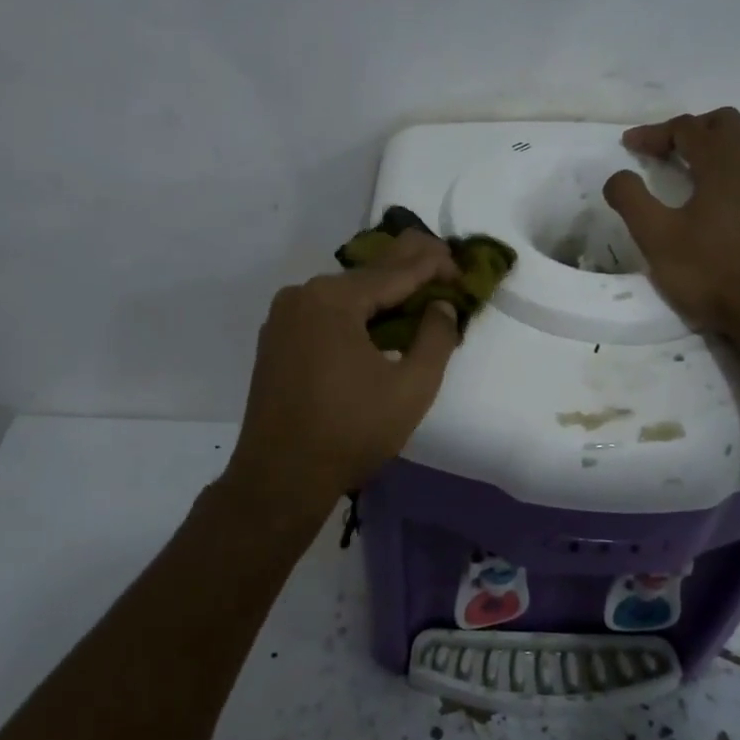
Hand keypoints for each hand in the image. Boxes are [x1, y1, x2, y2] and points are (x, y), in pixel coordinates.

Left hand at [220, 231, 461, 529]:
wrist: (280, 478)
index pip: (396, 271)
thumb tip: (442, 305)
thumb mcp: (412, 387)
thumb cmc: (351, 432)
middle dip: (409, 267)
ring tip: (418, 289)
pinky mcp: (276, 340)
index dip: (434, 266)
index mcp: (333, 299)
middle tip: (445, 260)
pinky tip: (378, 320)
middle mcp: (302, 295)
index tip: (463, 269)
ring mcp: (283, 317)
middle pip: (367, 275)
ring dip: (382, 292)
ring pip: (345, 294)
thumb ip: (436, 338)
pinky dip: (356, 311)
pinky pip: (325, 313)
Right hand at [602, 108, 739, 340]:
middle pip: (725, 124)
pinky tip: (720, 203)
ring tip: (691, 172)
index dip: (654, 132)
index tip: (629, 146)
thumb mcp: (657, 238)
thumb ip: (632, 200)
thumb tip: (617, 176)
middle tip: (665, 151)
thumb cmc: (712, 271)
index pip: (687, 128)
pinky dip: (734, 172)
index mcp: (723, 162)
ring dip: (717, 148)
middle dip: (691, 130)